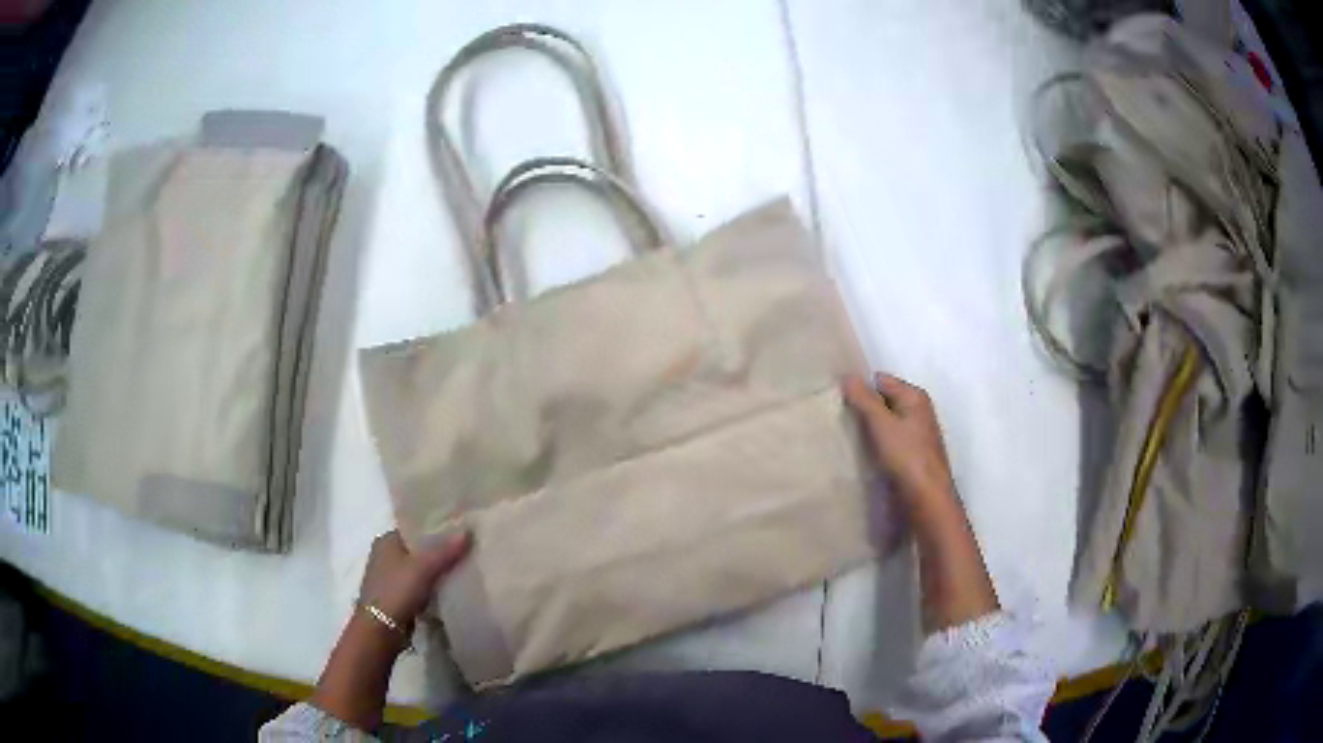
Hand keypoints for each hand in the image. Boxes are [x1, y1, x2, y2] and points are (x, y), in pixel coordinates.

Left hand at [313, 530, 469, 729]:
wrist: (381, 630)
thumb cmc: (396, 591)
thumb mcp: (423, 568)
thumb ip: (445, 551)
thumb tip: (468, 531)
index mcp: (386, 540)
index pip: (415, 527)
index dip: (437, 527)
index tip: (461, 529)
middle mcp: (385, 555)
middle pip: (419, 548)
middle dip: (440, 550)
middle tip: (467, 548)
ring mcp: (390, 578)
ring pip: (420, 569)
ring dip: (438, 570)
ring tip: (465, 567)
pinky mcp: (397, 598)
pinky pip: (421, 586)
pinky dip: (434, 587)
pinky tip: (452, 589)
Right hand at [843, 372, 998, 630]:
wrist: (928, 499)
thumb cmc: (907, 457)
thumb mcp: (881, 425)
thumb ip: (864, 400)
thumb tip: (847, 376)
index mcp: (915, 396)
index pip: (881, 380)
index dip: (861, 389)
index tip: (840, 402)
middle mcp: (919, 410)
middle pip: (885, 400)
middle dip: (865, 408)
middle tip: (840, 420)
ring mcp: (918, 433)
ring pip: (887, 422)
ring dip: (871, 428)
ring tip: (849, 438)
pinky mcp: (914, 453)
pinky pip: (891, 439)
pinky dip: (879, 444)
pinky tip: (866, 455)